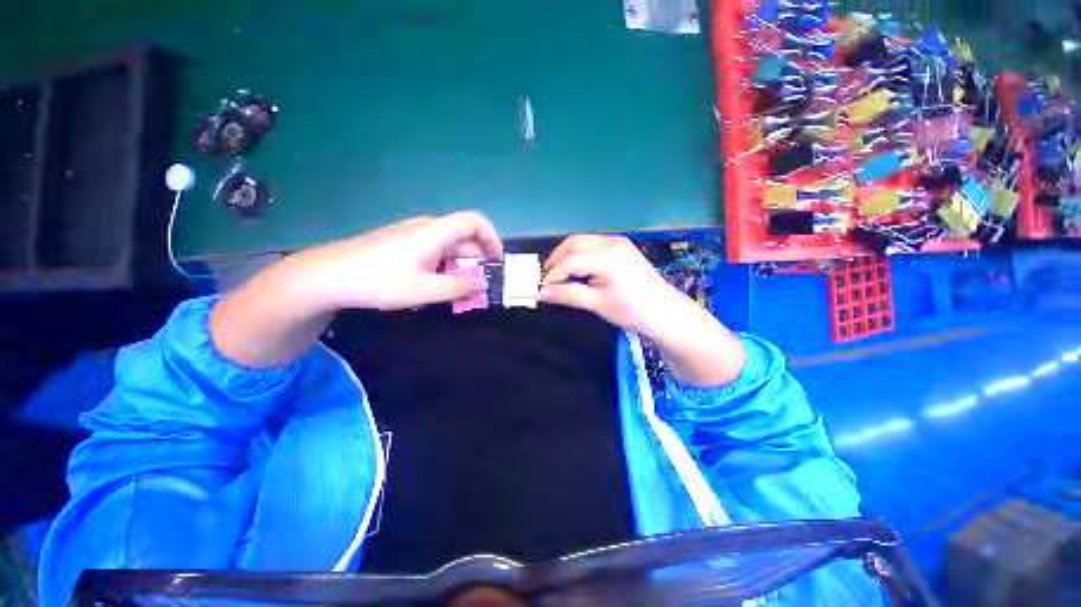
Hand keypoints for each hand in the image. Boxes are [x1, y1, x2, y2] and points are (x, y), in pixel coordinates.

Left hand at [304, 211, 502, 311]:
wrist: (326, 276)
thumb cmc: (378, 281)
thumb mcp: (424, 290)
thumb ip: (458, 287)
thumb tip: (484, 284)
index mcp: (435, 232)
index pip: (475, 221)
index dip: (492, 237)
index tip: (497, 261)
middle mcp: (426, 228)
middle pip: (464, 235)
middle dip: (479, 258)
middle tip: (483, 283)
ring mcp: (412, 235)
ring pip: (449, 244)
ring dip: (463, 263)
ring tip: (464, 288)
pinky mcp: (402, 243)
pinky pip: (435, 250)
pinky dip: (447, 264)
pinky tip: (440, 282)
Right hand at [539, 235, 745, 387]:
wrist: (666, 313)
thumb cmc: (632, 310)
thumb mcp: (597, 303)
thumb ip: (567, 295)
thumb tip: (540, 293)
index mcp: (606, 256)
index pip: (569, 260)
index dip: (552, 274)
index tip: (541, 289)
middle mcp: (610, 242)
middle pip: (573, 244)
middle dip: (557, 260)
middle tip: (548, 280)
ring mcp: (617, 242)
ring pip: (582, 242)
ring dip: (567, 256)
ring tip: (560, 276)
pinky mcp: (621, 248)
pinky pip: (593, 246)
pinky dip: (580, 255)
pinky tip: (578, 270)